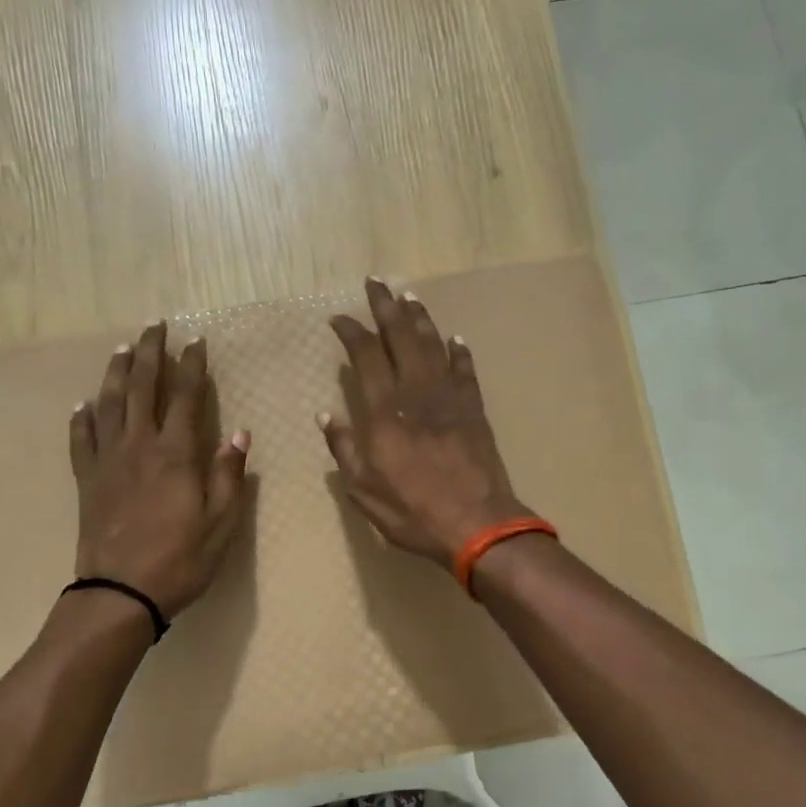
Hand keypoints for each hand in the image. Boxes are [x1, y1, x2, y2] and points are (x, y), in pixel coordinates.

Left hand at [70, 321, 250, 618]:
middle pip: (144, 388)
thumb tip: (241, 435)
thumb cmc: (179, 560)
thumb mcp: (220, 524)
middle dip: (151, 353)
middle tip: (156, 326)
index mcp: (176, 454)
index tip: (197, 342)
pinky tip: (83, 405)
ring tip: (124, 349)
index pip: (186, 397)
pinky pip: (81, 440)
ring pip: (109, 404)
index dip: (192, 366)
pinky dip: (82, 419)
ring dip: (117, 373)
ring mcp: (107, 461)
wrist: (119, 592)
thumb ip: (228, 476)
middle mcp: (139, 446)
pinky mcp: (86, 480)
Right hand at [320, 278, 532, 569]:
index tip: (339, 317)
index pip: (366, 356)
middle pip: (401, 338)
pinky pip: (465, 371)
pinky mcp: (474, 409)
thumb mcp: (364, 490)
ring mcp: (450, 398)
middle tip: (375, 283)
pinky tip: (454, 338)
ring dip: (419, 319)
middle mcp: (416, 393)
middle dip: (385, 307)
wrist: (477, 524)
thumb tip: (327, 416)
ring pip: (433, 345)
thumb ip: (345, 449)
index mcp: (385, 412)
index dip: (352, 332)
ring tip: (408, 297)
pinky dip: (458, 352)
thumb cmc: (413, 511)